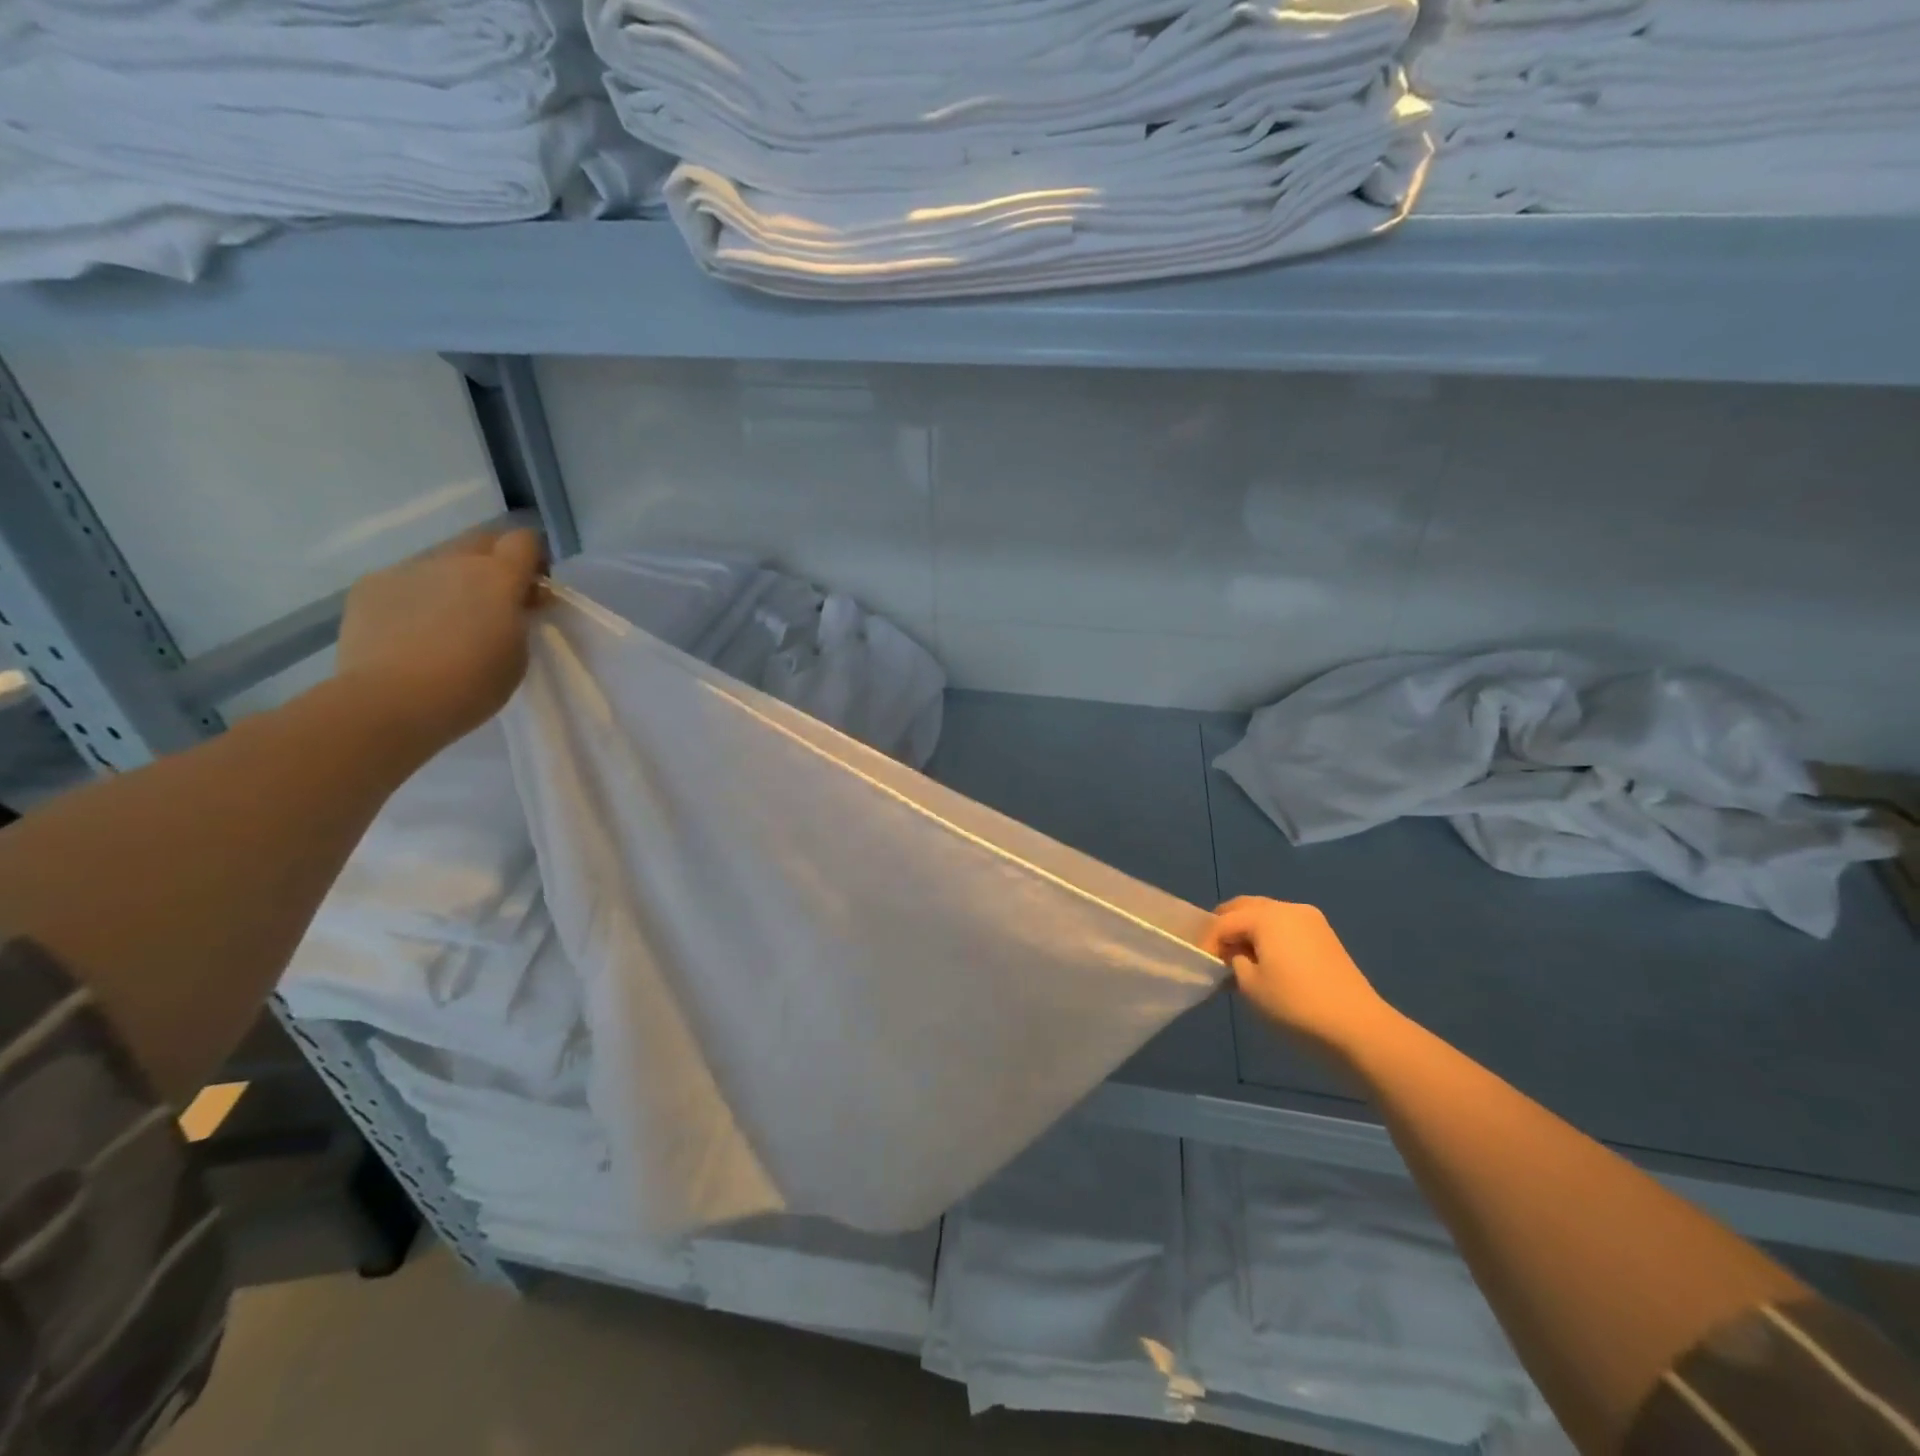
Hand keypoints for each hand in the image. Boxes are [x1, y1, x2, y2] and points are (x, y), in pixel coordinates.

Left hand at [335, 528, 545, 752]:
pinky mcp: (369, 585)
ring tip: (446, 623)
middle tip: (495, 603)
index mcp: (498, 577)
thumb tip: (511, 601)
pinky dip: (415, 598)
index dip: (533, 559)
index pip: (524, 541)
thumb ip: (518, 616)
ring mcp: (406, 569)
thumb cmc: (472, 684)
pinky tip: (410, 633)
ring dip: (453, 582)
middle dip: (494, 564)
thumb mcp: (519, 652)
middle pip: (481, 542)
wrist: (391, 701)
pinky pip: (404, 581)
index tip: (533, 589)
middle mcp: (453, 561)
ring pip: (441, 563)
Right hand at [1201, 896, 1395, 1058]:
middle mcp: (1288, 908)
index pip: (1224, 922)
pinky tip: (1265, 960)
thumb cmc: (1295, 1005)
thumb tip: (1236, 955)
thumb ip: (1234, 962)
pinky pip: (1286, 927)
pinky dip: (1269, 936)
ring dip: (1248, 930)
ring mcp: (1311, 920)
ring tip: (1239, 958)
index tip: (1201, 964)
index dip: (1208, 942)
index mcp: (1266, 916)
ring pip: (1267, 915)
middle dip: (1226, 926)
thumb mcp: (1250, 986)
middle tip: (1215, 953)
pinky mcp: (1325, 936)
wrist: (1358, 1027)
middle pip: (1245, 908)